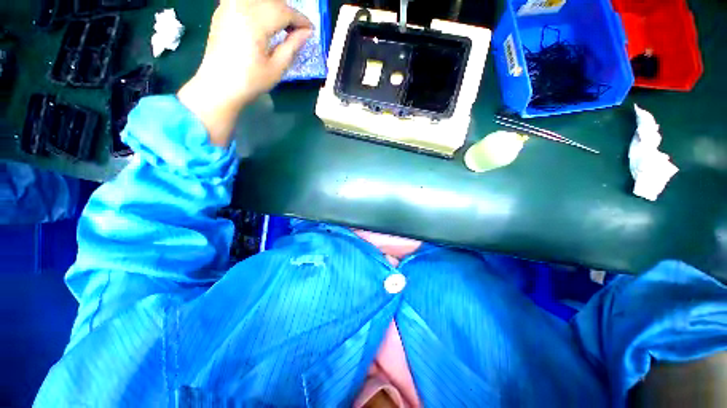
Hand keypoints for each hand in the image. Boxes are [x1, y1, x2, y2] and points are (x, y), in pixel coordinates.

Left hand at [178, 0, 312, 145]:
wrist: (219, 86)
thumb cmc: (250, 81)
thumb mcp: (277, 68)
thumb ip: (292, 46)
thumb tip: (307, 33)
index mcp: (255, 22)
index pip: (284, 12)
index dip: (300, 19)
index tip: (311, 30)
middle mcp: (241, 7)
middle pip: (272, 1)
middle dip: (288, 12)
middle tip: (297, 30)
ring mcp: (229, 7)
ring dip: (274, 8)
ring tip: (282, 25)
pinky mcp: (222, 11)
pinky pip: (245, 1)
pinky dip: (259, 6)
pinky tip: (264, 21)